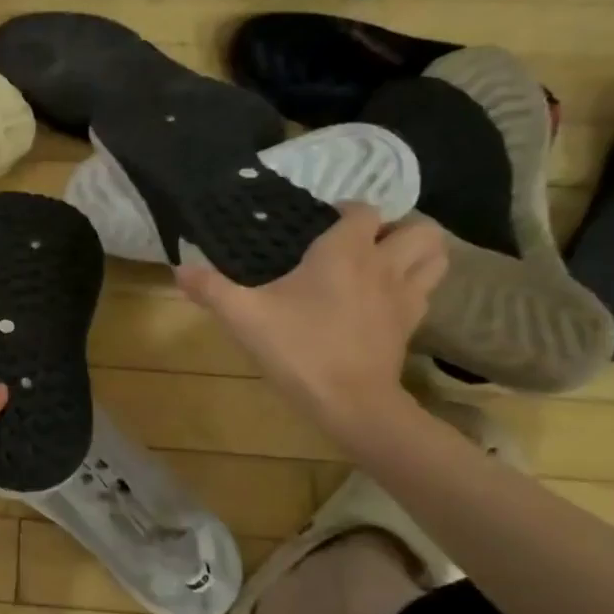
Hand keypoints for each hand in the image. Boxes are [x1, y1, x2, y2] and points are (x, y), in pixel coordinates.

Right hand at [176, 204, 445, 431]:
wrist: (351, 403)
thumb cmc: (299, 349)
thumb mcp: (244, 317)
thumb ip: (211, 289)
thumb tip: (178, 270)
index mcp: (345, 252)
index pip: (362, 210)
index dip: (346, 211)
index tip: (321, 224)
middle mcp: (383, 265)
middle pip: (418, 228)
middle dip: (396, 227)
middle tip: (362, 242)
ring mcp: (405, 296)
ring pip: (436, 257)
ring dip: (416, 253)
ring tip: (384, 263)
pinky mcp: (412, 325)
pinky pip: (426, 291)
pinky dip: (414, 285)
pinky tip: (384, 299)